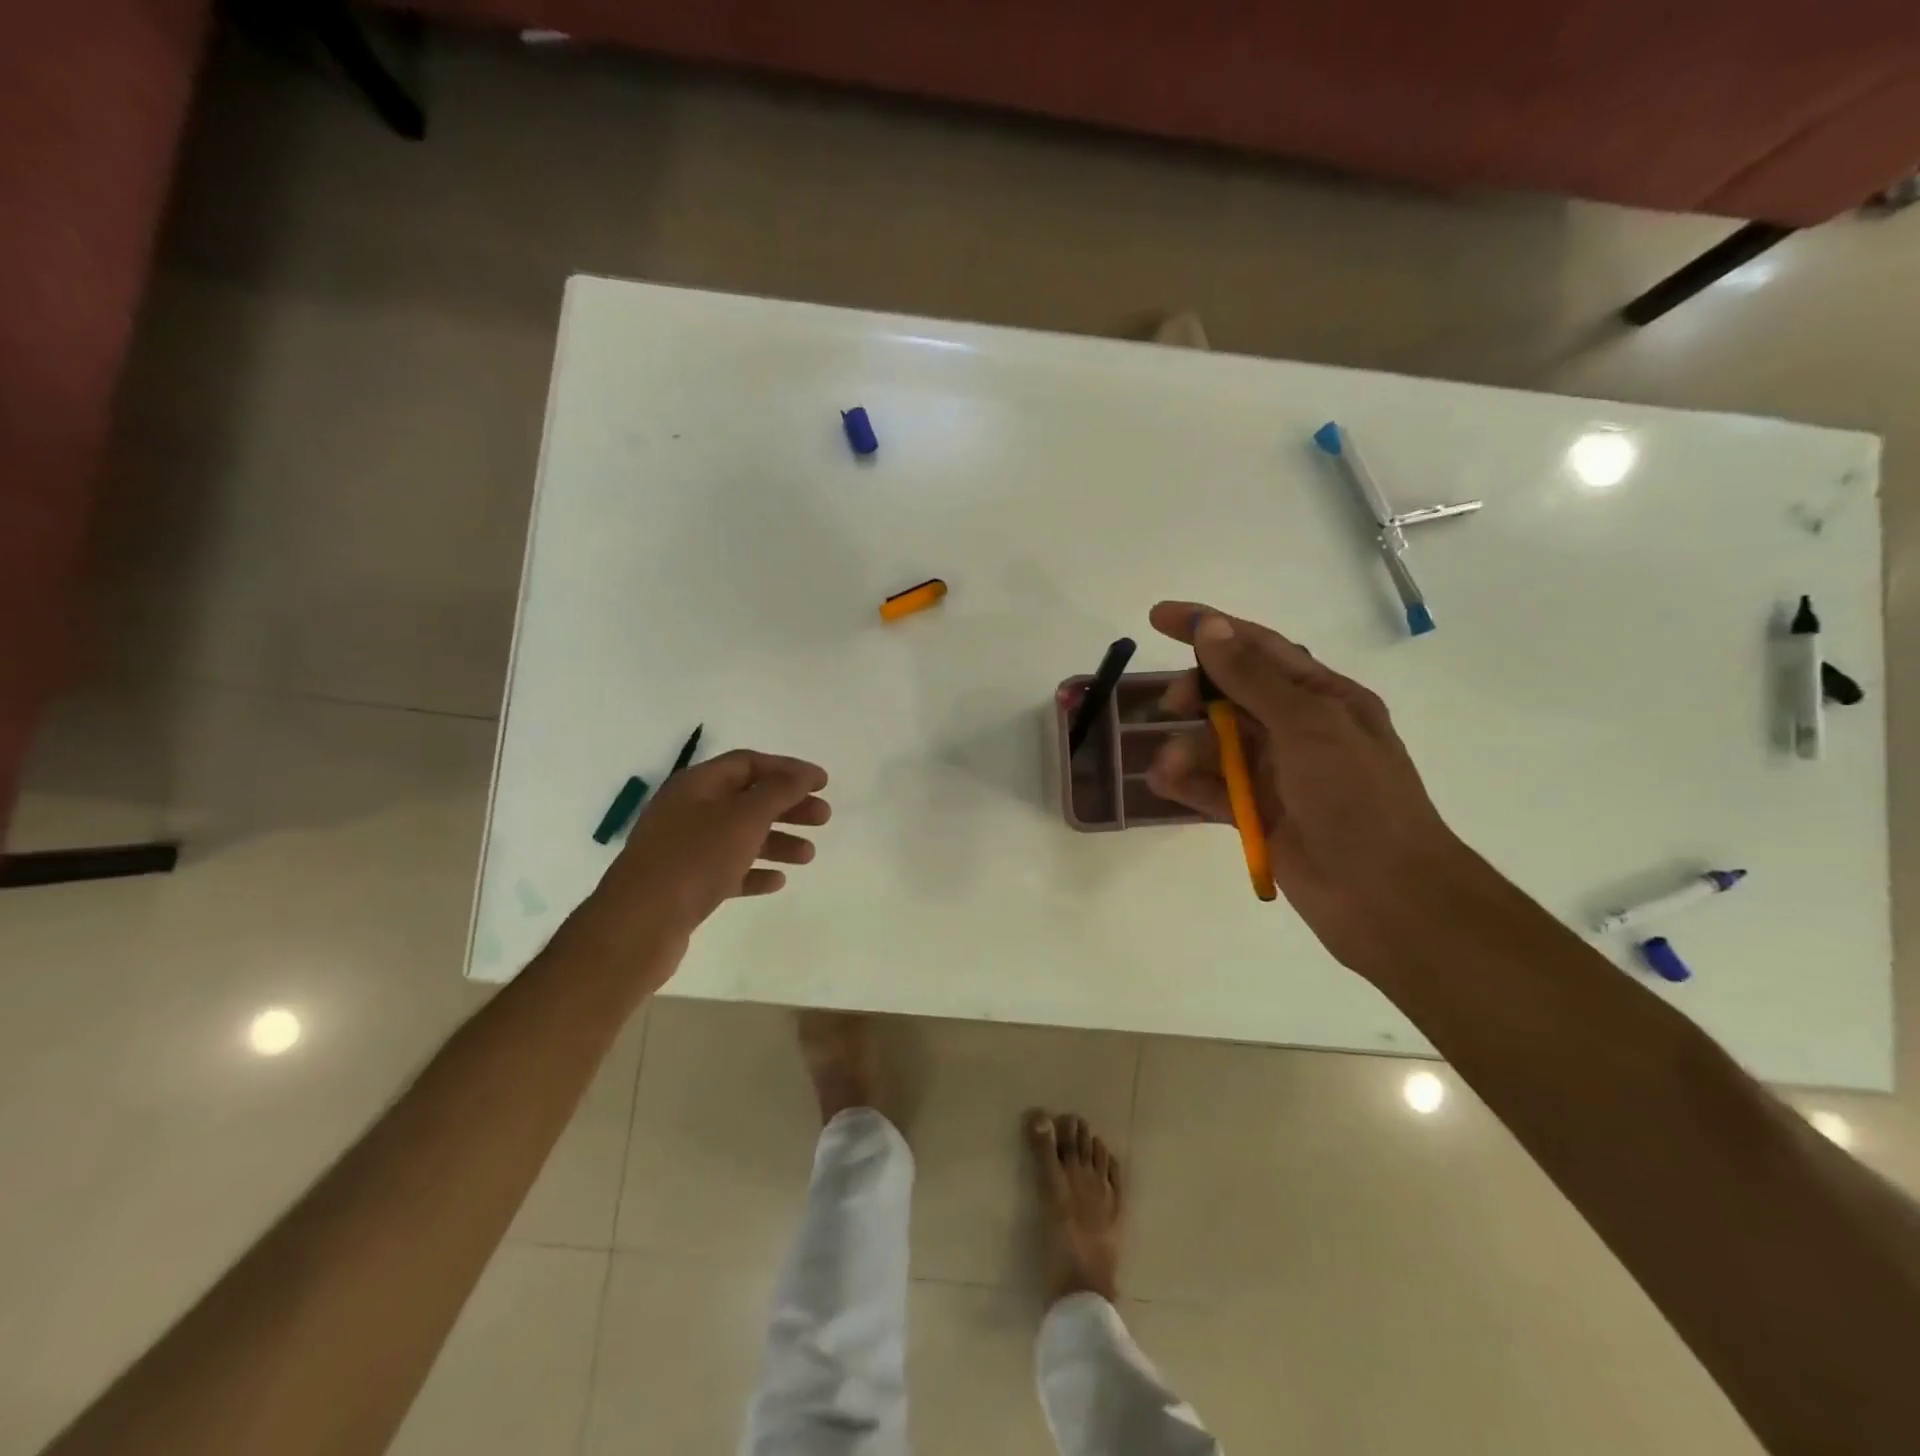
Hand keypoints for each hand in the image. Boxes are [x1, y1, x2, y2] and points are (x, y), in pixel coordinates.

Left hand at [571, 750, 830, 971]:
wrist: (638, 925)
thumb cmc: (695, 859)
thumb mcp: (744, 817)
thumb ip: (779, 791)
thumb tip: (804, 773)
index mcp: (696, 785)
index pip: (749, 763)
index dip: (788, 769)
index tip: (823, 783)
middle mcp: (687, 810)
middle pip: (747, 798)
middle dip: (787, 806)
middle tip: (823, 818)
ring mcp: (683, 848)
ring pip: (739, 836)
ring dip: (776, 841)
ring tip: (808, 856)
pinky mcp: (683, 883)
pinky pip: (726, 869)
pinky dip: (753, 871)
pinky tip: (777, 881)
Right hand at [1144, 602, 1472, 973]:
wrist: (1386, 898)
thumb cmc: (1357, 799)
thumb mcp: (1307, 726)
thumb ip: (1252, 678)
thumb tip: (1211, 628)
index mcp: (1324, 697)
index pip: (1258, 647)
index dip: (1208, 627)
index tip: (1158, 617)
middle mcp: (1300, 729)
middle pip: (1232, 694)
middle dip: (1195, 694)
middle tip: (1168, 706)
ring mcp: (1278, 774)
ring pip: (1217, 743)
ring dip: (1188, 747)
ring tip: (1169, 766)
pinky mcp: (1258, 814)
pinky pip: (1213, 787)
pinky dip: (1187, 782)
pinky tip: (1165, 783)